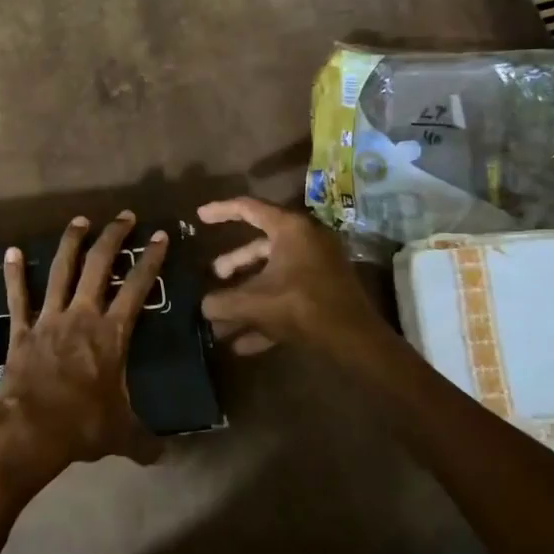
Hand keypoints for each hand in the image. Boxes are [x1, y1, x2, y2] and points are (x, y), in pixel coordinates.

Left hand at [0, 212, 167, 489]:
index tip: (160, 236)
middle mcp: (82, 316)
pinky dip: (14, 273)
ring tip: (80, 221)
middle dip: (114, 237)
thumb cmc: (82, 427)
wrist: (30, 432)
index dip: (151, 260)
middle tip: (124, 216)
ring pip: (61, 270)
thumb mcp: (121, 435)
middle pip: (100, 266)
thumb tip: (163, 458)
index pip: (138, 288)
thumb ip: (144, 442)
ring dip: (71, 243)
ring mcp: (49, 319)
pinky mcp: (21, 330)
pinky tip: (10, 250)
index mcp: (112, 334)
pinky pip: (18, 296)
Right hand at [198, 196, 383, 356]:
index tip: (199, 217)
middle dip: (234, 264)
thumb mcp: (254, 303)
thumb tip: (204, 306)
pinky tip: (242, 344)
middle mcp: (305, 241)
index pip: (248, 208)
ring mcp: (317, 267)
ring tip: (222, 318)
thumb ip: (222, 302)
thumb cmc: (302, 307)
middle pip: (260, 246)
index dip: (221, 211)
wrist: (354, 339)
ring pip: (272, 275)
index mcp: (290, 230)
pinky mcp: (324, 292)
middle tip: (215, 275)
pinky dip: (265, 314)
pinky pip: (287, 297)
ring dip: (246, 296)